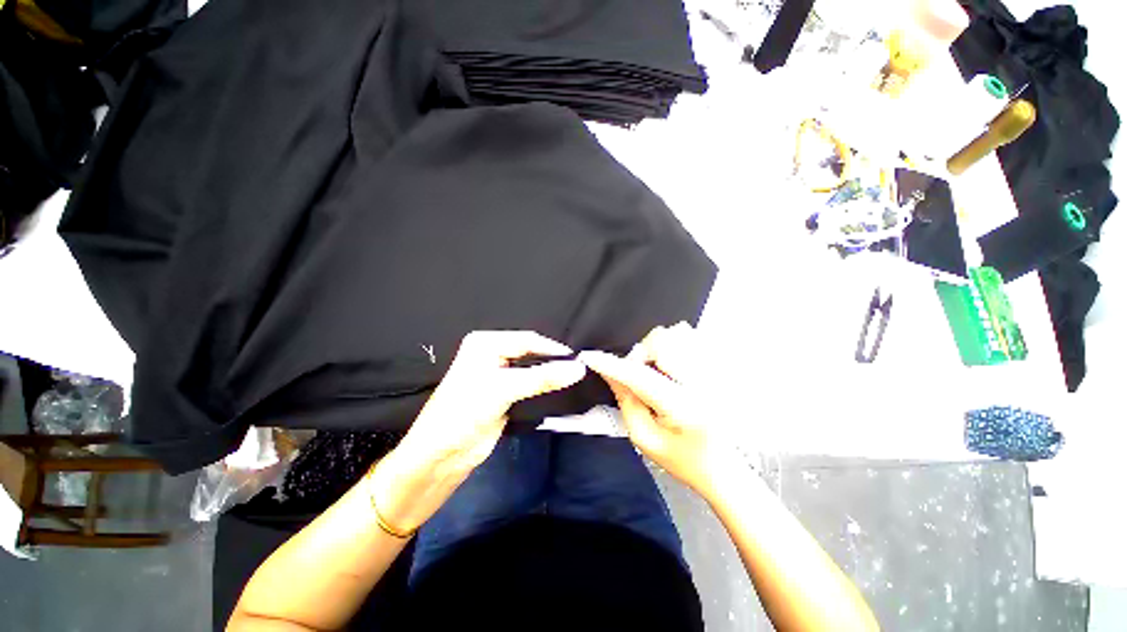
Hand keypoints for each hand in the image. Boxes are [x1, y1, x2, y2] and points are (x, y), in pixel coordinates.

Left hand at [370, 331, 584, 532]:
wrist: (441, 455)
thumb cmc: (465, 412)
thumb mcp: (504, 389)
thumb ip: (543, 378)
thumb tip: (579, 368)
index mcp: (485, 343)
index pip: (527, 340)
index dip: (552, 349)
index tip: (579, 359)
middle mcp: (491, 354)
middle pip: (530, 353)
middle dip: (552, 361)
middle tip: (579, 369)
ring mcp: (497, 374)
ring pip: (531, 369)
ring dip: (549, 375)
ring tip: (574, 378)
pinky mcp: (503, 394)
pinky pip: (529, 385)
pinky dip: (543, 387)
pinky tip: (559, 389)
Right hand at [580, 323, 743, 498]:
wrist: (726, 468)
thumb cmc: (683, 459)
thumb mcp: (645, 438)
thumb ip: (626, 401)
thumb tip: (609, 372)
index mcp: (684, 408)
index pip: (640, 376)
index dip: (611, 364)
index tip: (589, 356)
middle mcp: (704, 383)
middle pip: (663, 341)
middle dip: (641, 353)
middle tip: (638, 374)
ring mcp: (717, 371)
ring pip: (678, 333)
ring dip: (657, 347)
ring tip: (657, 370)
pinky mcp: (721, 367)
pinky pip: (693, 338)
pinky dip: (675, 345)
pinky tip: (673, 366)